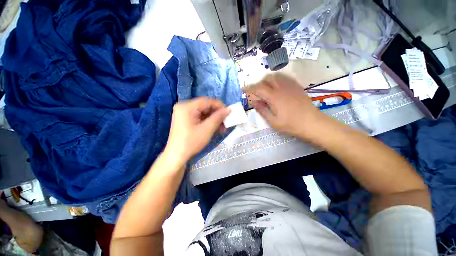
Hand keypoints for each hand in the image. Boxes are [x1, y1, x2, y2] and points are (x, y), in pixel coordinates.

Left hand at [164, 97, 230, 162]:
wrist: (176, 156)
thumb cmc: (191, 142)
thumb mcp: (207, 129)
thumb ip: (218, 117)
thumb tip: (228, 109)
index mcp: (187, 107)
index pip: (207, 101)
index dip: (220, 106)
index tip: (228, 113)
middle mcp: (184, 106)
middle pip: (205, 106)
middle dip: (217, 114)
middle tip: (226, 122)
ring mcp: (183, 113)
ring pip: (203, 112)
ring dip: (213, 119)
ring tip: (222, 127)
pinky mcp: (185, 119)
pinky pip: (199, 116)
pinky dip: (207, 121)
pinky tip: (214, 127)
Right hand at [245, 73, 325, 138]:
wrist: (312, 123)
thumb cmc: (291, 125)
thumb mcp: (273, 121)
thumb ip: (262, 110)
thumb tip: (254, 102)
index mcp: (274, 97)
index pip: (258, 88)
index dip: (249, 88)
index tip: (243, 89)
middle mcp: (282, 88)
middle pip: (267, 79)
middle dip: (258, 83)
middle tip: (256, 92)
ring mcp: (290, 86)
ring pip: (276, 76)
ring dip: (267, 80)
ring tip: (265, 88)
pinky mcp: (296, 86)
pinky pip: (285, 77)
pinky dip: (277, 79)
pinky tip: (276, 86)